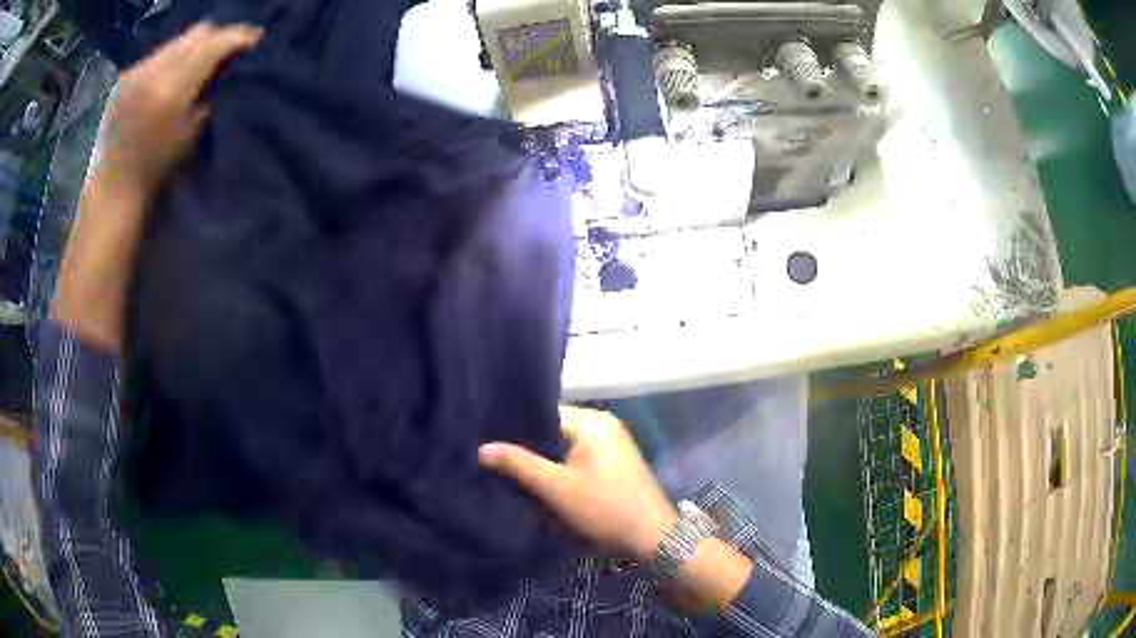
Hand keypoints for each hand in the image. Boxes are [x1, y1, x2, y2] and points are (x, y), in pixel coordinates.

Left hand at [96, 21, 262, 198]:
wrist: (113, 189)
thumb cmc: (155, 171)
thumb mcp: (191, 133)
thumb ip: (209, 92)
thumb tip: (227, 65)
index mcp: (170, 90)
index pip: (212, 44)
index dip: (237, 37)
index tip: (254, 38)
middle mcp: (152, 72)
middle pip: (197, 33)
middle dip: (216, 38)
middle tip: (227, 51)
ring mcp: (135, 72)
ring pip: (178, 40)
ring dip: (193, 48)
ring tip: (199, 63)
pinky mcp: (125, 77)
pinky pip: (158, 54)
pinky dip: (171, 59)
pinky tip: (171, 77)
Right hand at [479, 406, 677, 558]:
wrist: (652, 538)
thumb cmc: (603, 509)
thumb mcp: (556, 488)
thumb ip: (519, 464)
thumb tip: (482, 448)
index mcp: (592, 421)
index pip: (543, 414)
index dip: (515, 429)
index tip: (489, 442)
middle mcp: (603, 425)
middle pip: (554, 430)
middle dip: (529, 448)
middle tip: (497, 461)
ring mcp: (612, 444)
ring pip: (565, 446)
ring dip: (545, 461)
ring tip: (514, 472)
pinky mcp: (615, 463)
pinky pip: (579, 458)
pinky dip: (562, 469)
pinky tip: (544, 483)